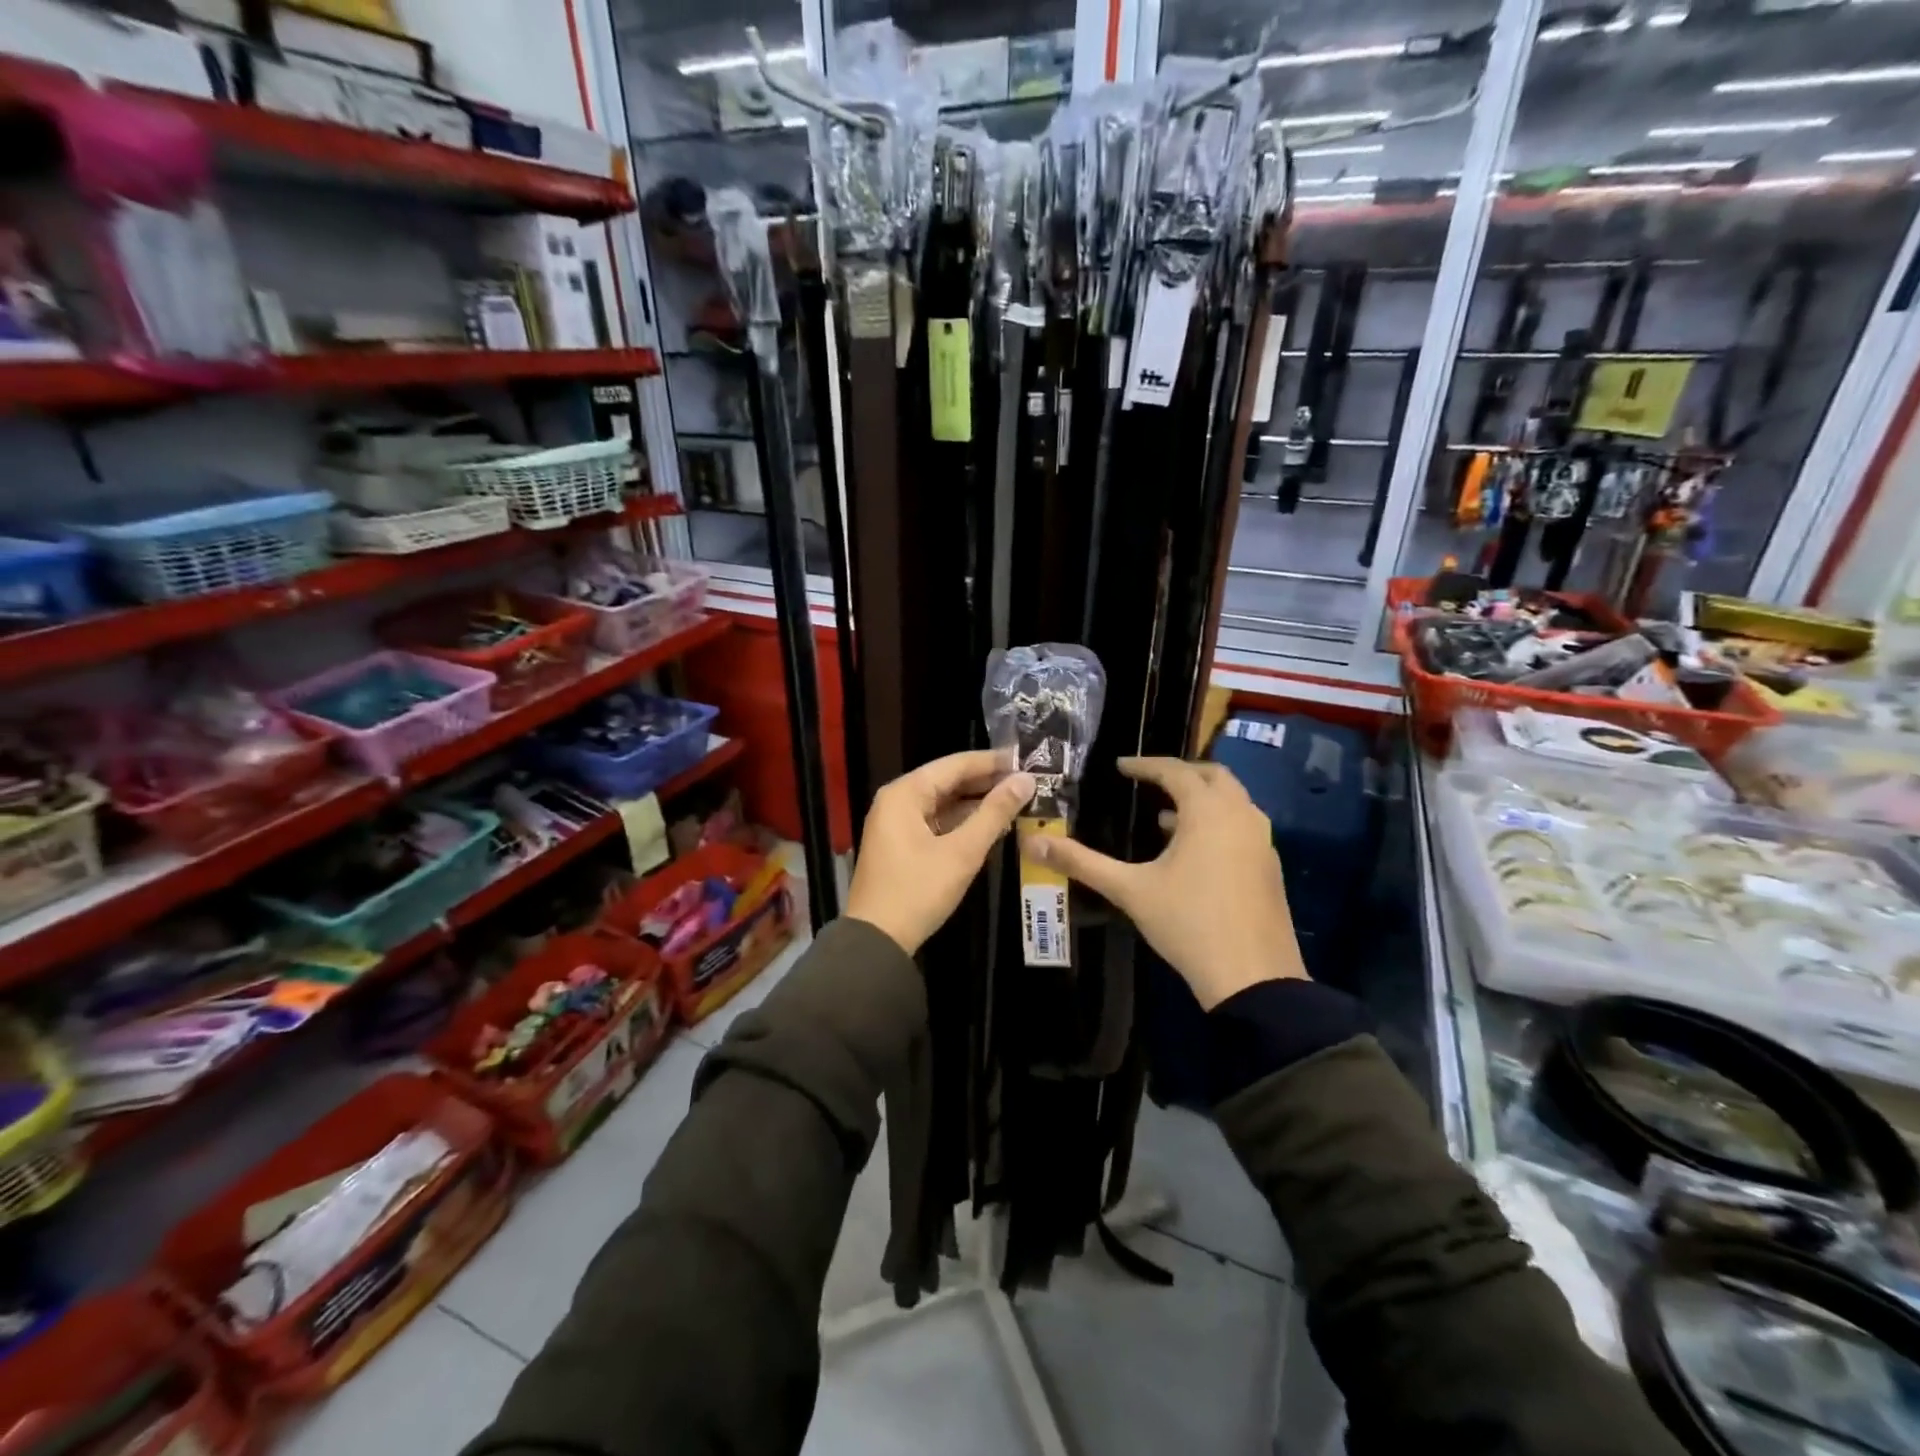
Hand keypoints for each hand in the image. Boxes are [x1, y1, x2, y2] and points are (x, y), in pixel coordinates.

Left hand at [846, 749, 1036, 955]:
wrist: (877, 940)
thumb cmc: (918, 890)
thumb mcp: (962, 852)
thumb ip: (994, 813)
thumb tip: (1026, 780)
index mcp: (905, 793)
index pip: (955, 765)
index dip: (992, 761)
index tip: (1026, 759)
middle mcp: (897, 800)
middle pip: (947, 781)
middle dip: (986, 781)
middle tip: (1027, 780)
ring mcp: (896, 823)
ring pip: (943, 802)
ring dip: (976, 802)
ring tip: (1016, 800)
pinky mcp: (900, 844)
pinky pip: (936, 821)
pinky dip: (962, 821)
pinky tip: (990, 824)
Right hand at [1027, 757, 1304, 1008]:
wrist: (1253, 977)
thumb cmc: (1188, 923)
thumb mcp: (1129, 890)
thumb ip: (1082, 863)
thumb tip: (1033, 843)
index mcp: (1208, 811)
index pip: (1175, 771)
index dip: (1145, 765)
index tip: (1120, 766)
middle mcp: (1241, 815)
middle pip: (1213, 776)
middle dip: (1180, 773)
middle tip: (1149, 781)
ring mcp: (1262, 841)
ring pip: (1233, 801)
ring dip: (1201, 799)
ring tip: (1164, 816)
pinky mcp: (1270, 866)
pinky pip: (1241, 826)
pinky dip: (1217, 822)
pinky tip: (1192, 851)